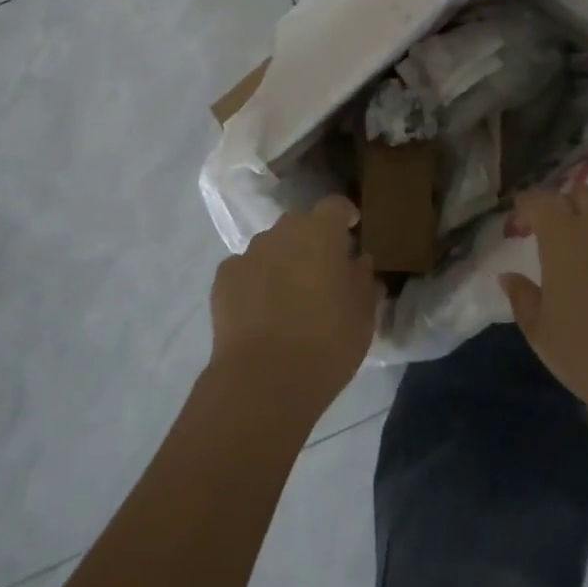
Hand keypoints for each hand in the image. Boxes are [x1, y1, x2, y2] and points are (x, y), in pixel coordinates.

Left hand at [210, 196, 380, 416]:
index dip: (344, 215)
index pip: (335, 206)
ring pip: (271, 245)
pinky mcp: (223, 278)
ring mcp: (249, 253)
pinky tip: (260, 310)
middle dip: (312, 239)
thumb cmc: (326, 344)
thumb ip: (363, 280)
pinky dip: (255, 280)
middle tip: (322, 270)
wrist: (263, 381)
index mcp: (321, 234)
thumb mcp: (363, 316)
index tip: (352, 229)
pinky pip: (246, 268)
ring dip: (283, 259)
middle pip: (300, 224)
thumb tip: (359, 262)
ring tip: (289, 294)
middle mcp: (282, 233)